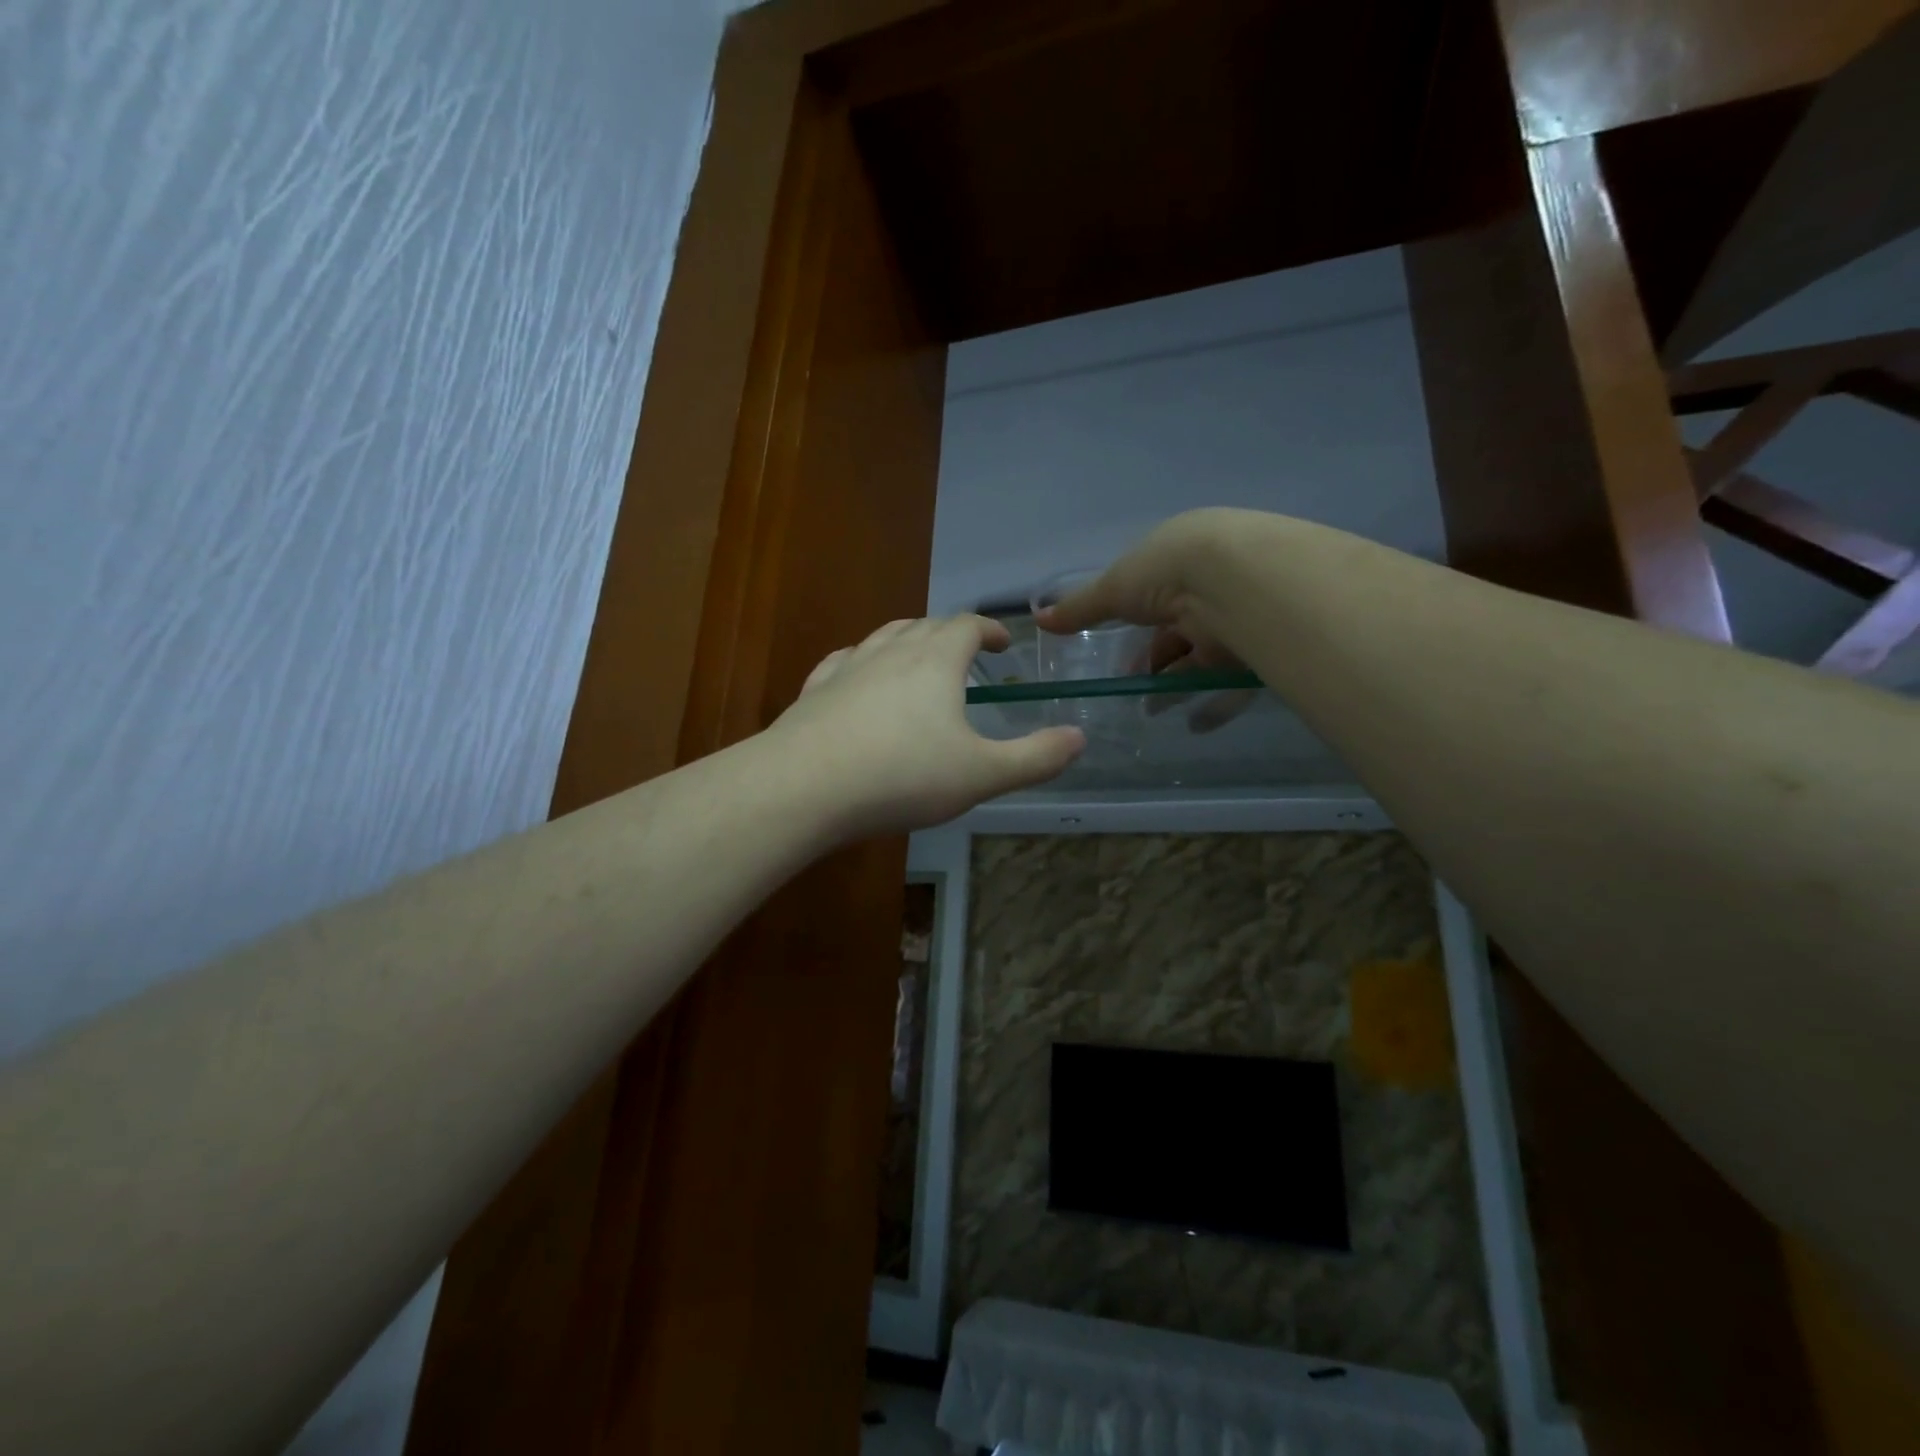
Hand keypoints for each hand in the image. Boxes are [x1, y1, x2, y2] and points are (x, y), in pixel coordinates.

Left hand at [771, 615, 1085, 840]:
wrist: (805, 787)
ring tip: (918, 658)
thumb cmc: (903, 776)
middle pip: (926, 625)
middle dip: (951, 634)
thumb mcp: (982, 774)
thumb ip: (1035, 757)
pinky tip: (857, 676)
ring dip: (907, 640)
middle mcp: (891, 651)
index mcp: (936, 660)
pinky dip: (861, 661)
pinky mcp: (815, 690)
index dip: (989, 630)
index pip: (968, 625)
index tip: (1003, 644)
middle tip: (966, 654)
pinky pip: (842, 661)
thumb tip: (1080, 737)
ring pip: (883, 636)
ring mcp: (848, 667)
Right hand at [1036, 509, 1257, 730]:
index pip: (1154, 597)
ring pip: (1202, 659)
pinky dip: (1215, 705)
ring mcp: (1237, 618)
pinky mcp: (1257, 649)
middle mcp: (1210, 587)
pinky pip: (1233, 683)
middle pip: (1177, 632)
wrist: (1237, 581)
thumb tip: (1039, 620)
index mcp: (1179, 560)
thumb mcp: (1113, 589)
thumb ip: (1079, 608)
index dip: (1134, 627)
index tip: (1118, 657)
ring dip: (1177, 686)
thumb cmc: (1167, 573)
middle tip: (1131, 688)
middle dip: (1154, 662)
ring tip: (1152, 711)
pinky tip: (1195, 724)